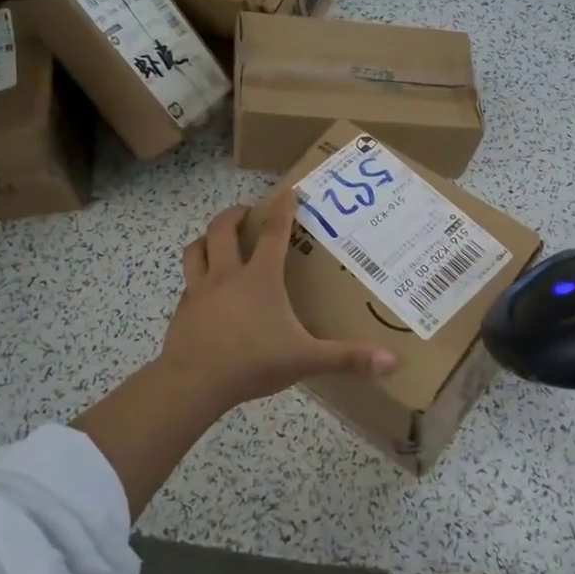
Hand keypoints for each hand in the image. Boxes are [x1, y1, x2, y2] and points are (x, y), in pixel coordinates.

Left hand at [157, 202, 396, 410]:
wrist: (193, 383)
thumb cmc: (252, 363)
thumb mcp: (305, 359)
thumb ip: (347, 358)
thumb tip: (392, 362)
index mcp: (260, 278)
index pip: (275, 233)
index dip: (283, 209)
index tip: (287, 190)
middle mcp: (227, 275)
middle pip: (222, 230)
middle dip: (234, 215)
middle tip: (246, 213)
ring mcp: (200, 290)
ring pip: (196, 250)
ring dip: (206, 238)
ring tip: (216, 239)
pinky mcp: (182, 309)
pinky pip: (187, 281)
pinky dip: (195, 275)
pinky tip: (203, 288)